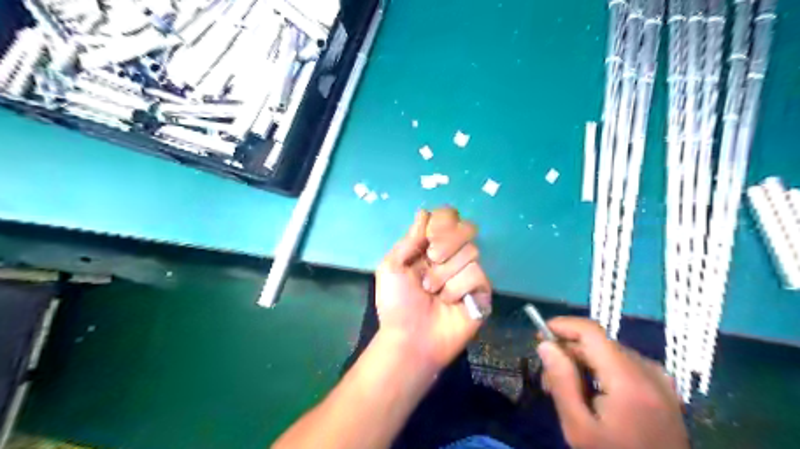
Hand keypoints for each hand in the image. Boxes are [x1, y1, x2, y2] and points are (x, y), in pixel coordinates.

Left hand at [377, 209, 493, 369]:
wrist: (410, 337)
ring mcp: (468, 272)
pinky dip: (457, 288)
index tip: (427, 239)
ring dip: (445, 273)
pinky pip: (477, 274)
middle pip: (466, 228)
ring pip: (471, 252)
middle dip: (446, 242)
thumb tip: (424, 213)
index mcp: (430, 247)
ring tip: (432, 291)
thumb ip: (410, 239)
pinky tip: (448, 302)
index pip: (448, 216)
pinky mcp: (481, 291)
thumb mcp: (392, 266)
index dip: (441, 222)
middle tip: (431, 259)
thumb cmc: (397, 303)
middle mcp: (452, 256)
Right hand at [537, 316, 687, 448]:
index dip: (563, 325)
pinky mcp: (663, 390)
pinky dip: (602, 370)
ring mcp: (660, 381)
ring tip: (566, 390)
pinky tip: (591, 393)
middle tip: (547, 378)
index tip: (539, 334)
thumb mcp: (579, 428)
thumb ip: (562, 381)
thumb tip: (545, 344)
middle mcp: (649, 372)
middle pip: (599, 343)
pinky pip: (624, 365)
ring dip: (583, 362)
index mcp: (629, 380)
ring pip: (610, 353)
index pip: (592, 332)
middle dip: (569, 352)